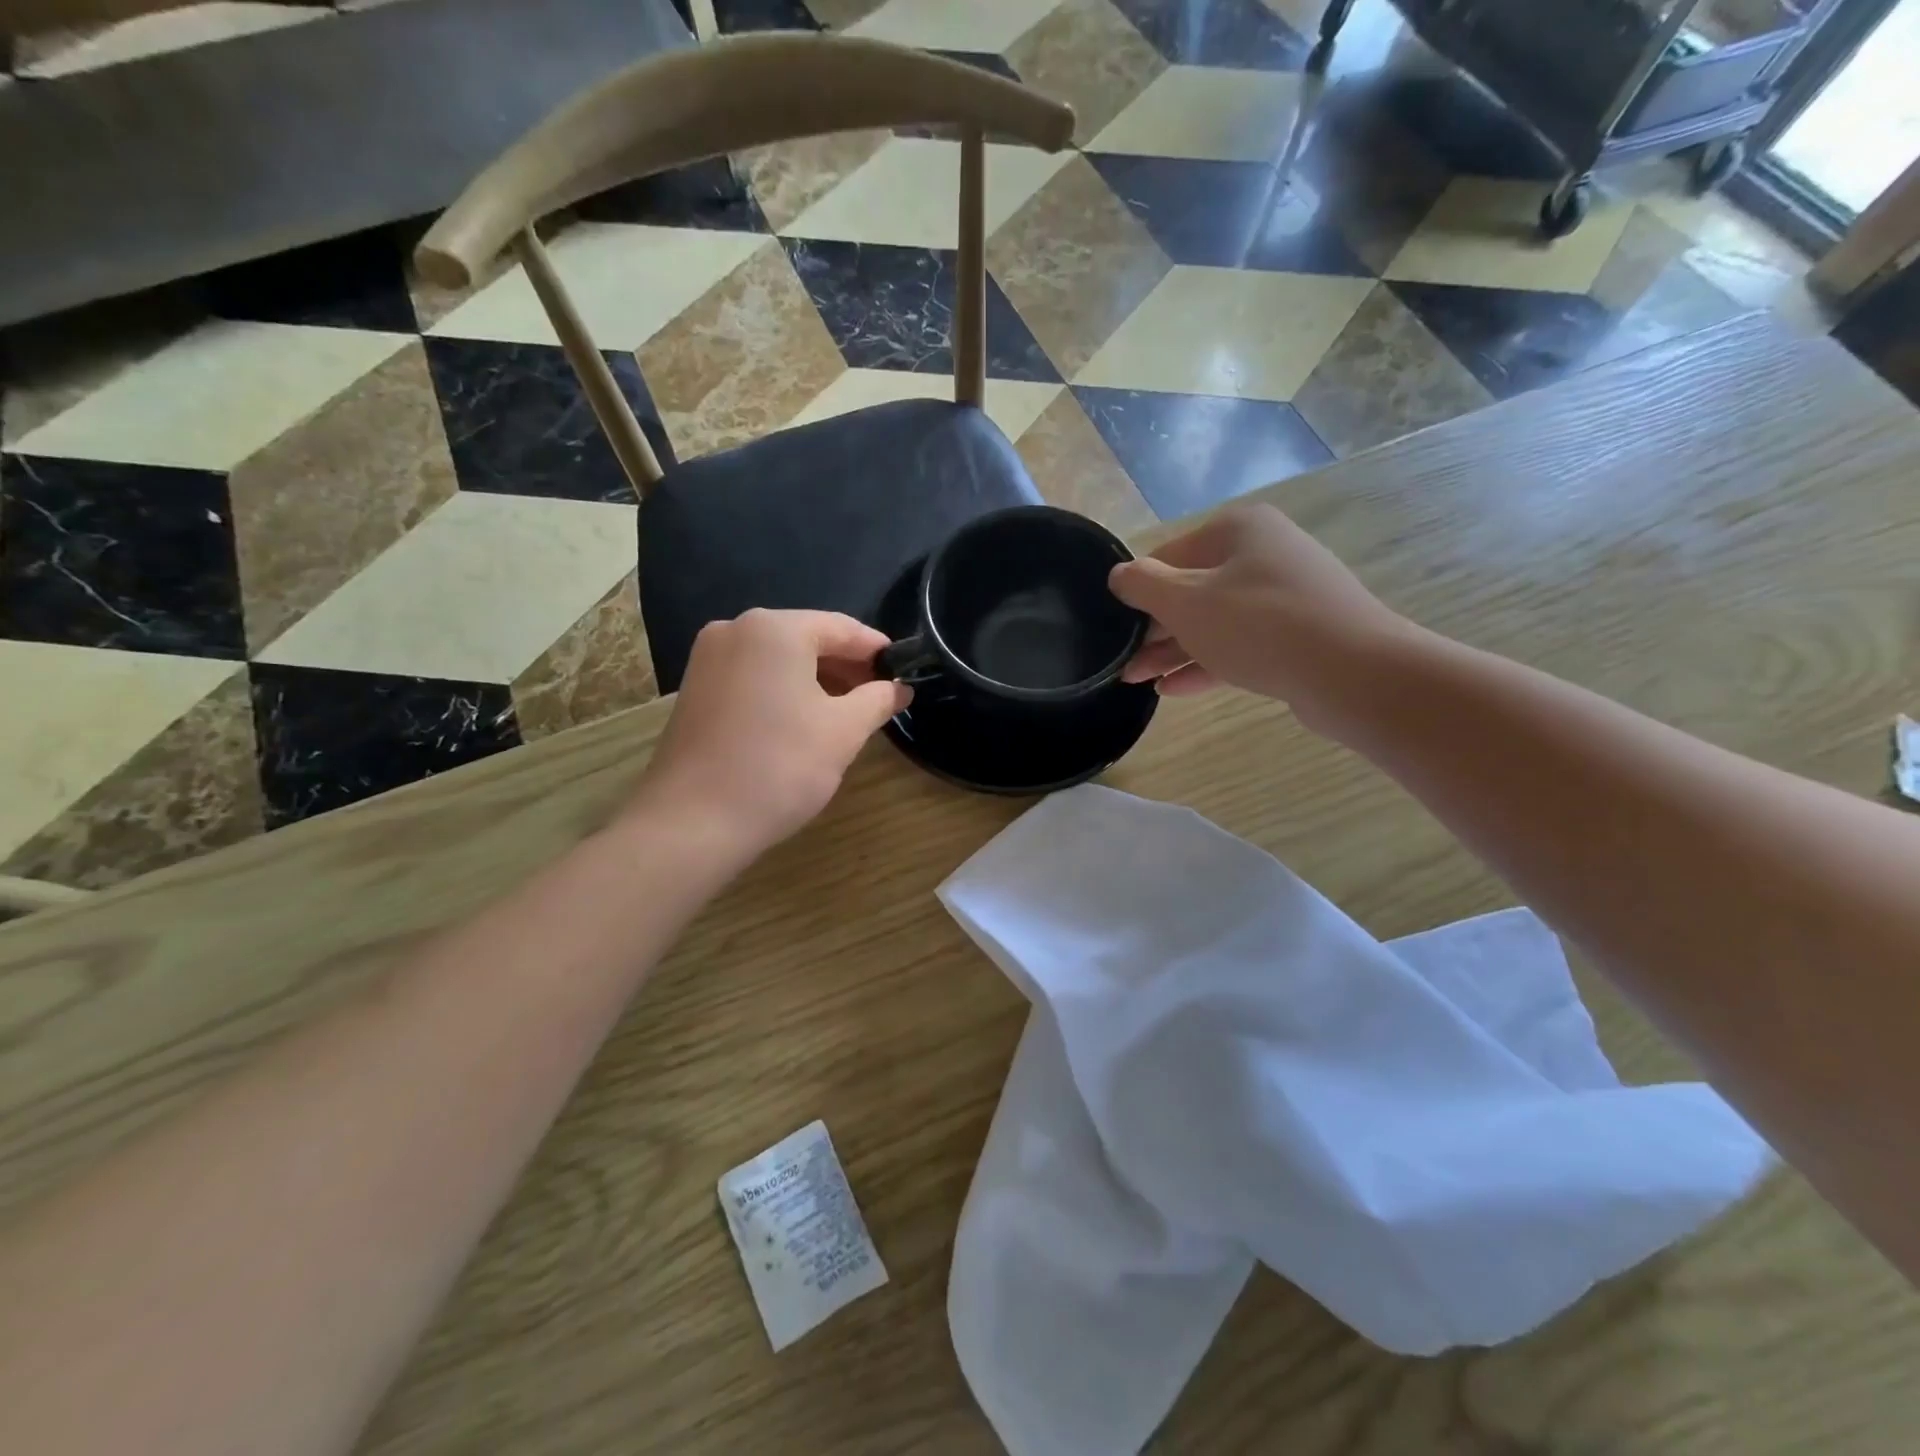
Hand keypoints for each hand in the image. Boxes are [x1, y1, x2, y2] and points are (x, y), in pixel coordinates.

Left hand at [637, 609, 910, 855]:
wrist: (693, 822)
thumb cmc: (779, 767)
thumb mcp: (843, 732)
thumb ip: (878, 700)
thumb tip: (900, 689)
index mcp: (774, 629)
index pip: (842, 627)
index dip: (877, 650)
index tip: (903, 674)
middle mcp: (736, 629)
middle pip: (807, 638)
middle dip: (847, 667)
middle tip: (879, 699)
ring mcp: (709, 659)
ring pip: (779, 659)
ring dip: (817, 680)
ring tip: (846, 715)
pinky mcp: (695, 688)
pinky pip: (754, 676)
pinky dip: (784, 690)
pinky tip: (802, 722)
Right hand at [1108, 505, 1407, 724]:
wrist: (1352, 672)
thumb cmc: (1258, 625)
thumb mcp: (1185, 601)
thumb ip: (1143, 585)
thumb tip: (1119, 575)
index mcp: (1238, 530)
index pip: (1169, 555)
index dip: (1138, 592)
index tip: (1115, 626)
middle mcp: (1263, 554)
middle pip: (1192, 590)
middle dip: (1154, 629)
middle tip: (1123, 661)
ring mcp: (1284, 596)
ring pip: (1214, 622)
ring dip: (1173, 652)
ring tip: (1137, 680)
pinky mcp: (1296, 635)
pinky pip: (1239, 646)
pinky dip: (1205, 664)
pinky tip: (1173, 690)